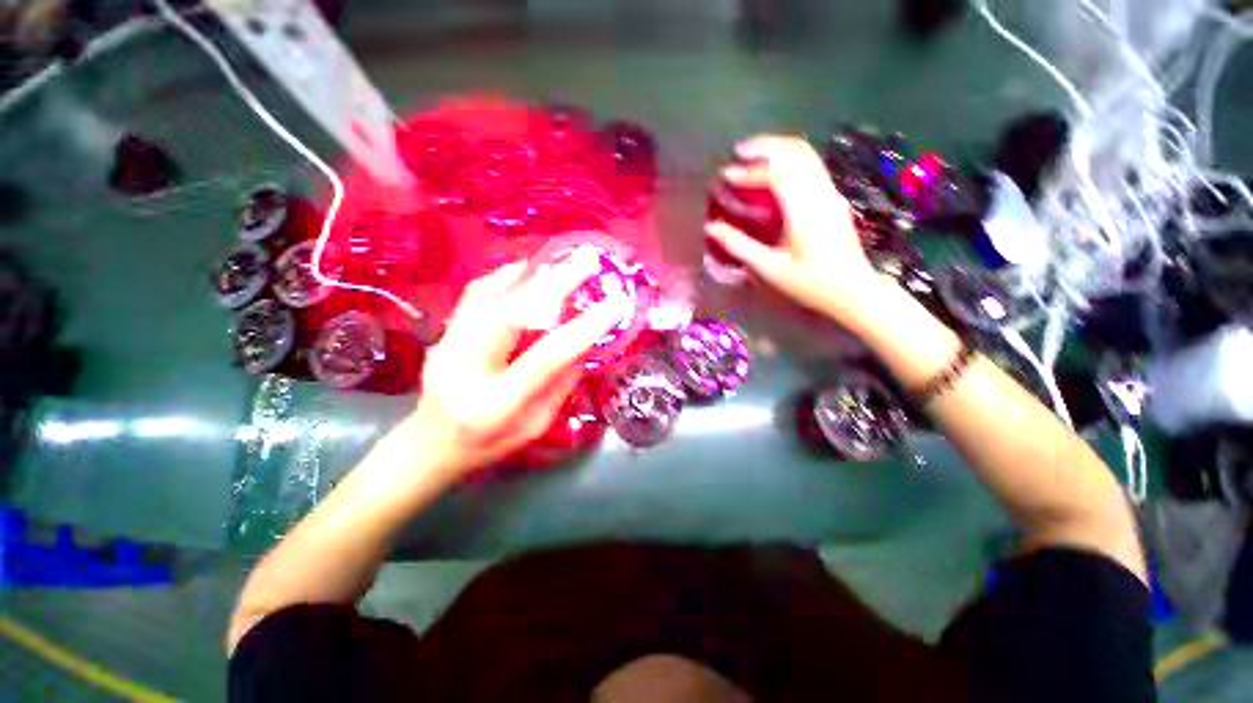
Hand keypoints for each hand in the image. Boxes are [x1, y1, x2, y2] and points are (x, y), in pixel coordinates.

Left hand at [406, 259, 624, 476]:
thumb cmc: (489, 445)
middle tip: (585, 263)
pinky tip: (525, 270)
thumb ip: (560, 384)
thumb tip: (584, 344)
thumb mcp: (536, 426)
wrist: (430, 445)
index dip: (584, 328)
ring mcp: (448, 348)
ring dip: (527, 274)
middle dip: (553, 284)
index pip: (546, 358)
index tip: (614, 305)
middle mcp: (468, 371)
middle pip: (509, 315)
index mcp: (498, 404)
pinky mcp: (442, 335)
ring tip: (557, 260)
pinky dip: (503, 278)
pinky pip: (474, 296)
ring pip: (487, 296)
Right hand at [704, 134, 881, 323]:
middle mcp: (820, 193)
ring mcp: (830, 193)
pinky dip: (789, 162)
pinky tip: (774, 175)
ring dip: (777, 150)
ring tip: (752, 159)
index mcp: (803, 210)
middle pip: (795, 151)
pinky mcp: (833, 199)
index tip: (726, 175)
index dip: (749, 170)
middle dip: (764, 146)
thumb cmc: (810, 283)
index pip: (777, 172)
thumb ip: (739, 245)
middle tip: (738, 153)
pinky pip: (811, 167)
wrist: (853, 290)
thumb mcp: (770, 268)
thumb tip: (711, 227)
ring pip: (806, 155)